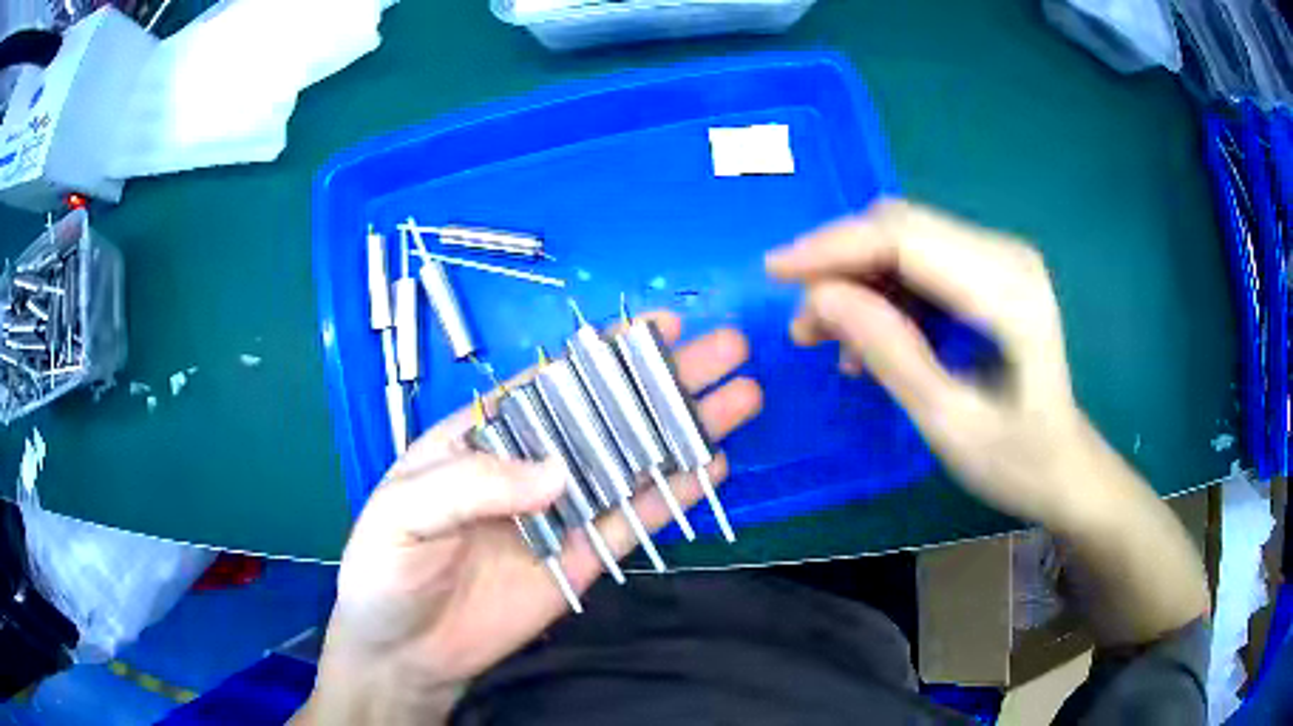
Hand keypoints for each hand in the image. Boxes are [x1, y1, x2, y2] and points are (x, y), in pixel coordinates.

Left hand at [298, 312, 761, 724]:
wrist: (404, 651)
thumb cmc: (385, 568)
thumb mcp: (405, 510)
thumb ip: (473, 484)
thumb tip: (557, 471)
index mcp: (483, 438)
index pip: (554, 384)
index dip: (609, 354)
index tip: (662, 328)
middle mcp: (530, 467)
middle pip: (608, 415)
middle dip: (666, 382)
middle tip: (727, 351)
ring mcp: (560, 514)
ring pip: (632, 463)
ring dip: (683, 429)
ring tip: (739, 398)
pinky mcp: (579, 559)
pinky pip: (631, 521)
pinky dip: (672, 493)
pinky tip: (710, 464)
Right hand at [766, 199, 1103, 528]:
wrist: (1064, 465)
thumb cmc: (1017, 459)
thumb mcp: (950, 423)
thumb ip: (891, 354)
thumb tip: (821, 299)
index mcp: (1007, 289)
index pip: (905, 237)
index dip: (835, 248)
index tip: (776, 273)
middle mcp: (1004, 254)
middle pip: (901, 227)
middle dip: (841, 265)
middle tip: (804, 324)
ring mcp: (998, 259)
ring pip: (903, 240)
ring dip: (859, 280)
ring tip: (833, 341)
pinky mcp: (988, 272)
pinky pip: (919, 262)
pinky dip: (884, 293)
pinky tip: (872, 340)